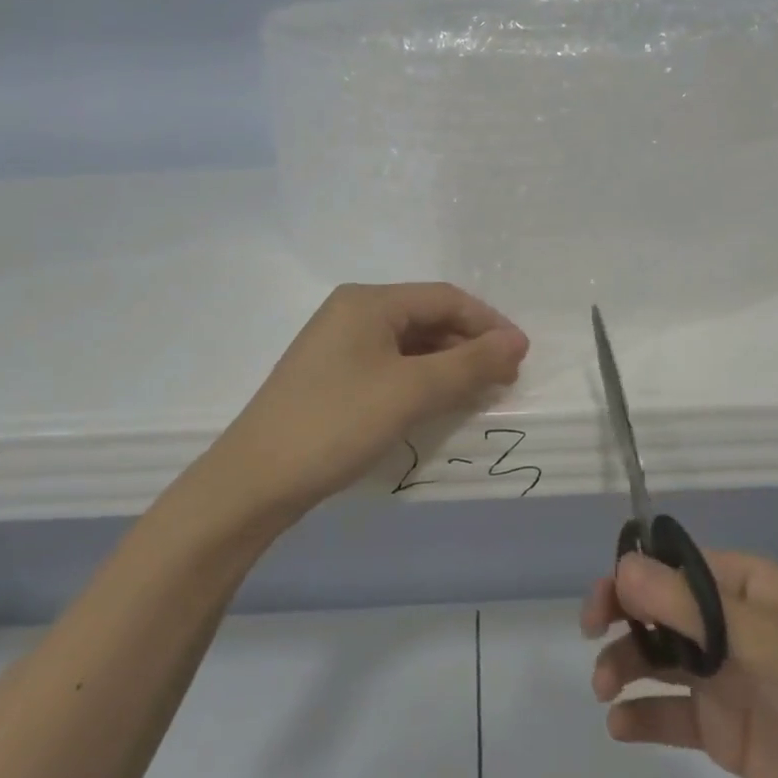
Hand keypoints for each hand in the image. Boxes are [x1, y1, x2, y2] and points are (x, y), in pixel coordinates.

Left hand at [206, 283, 528, 525]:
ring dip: (447, 366)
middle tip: (503, 381)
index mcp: (368, 301)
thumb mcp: (411, 391)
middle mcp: (352, 313)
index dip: (489, 324)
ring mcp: (338, 346)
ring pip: (409, 345)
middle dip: (469, 346)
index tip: (521, 358)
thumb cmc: (337, 423)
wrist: (256, 479)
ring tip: (477, 394)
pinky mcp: (332, 377)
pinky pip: (390, 367)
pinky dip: (420, 381)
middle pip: (427, 318)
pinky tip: (437, 404)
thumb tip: (517, 342)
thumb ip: (469, 364)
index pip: (445, 298)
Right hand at [582, 550, 777, 777]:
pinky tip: (620, 727)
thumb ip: (689, 606)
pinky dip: (642, 716)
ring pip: (657, 658)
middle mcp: (728, 624)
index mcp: (743, 587)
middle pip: (657, 609)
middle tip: (593, 638)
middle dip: (622, 619)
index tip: (602, 603)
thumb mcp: (762, 640)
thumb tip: (622, 568)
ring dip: (625, 666)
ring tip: (606, 690)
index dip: (631, 577)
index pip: (673, 566)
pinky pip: (671, 713)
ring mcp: (724, 677)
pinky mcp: (724, 728)